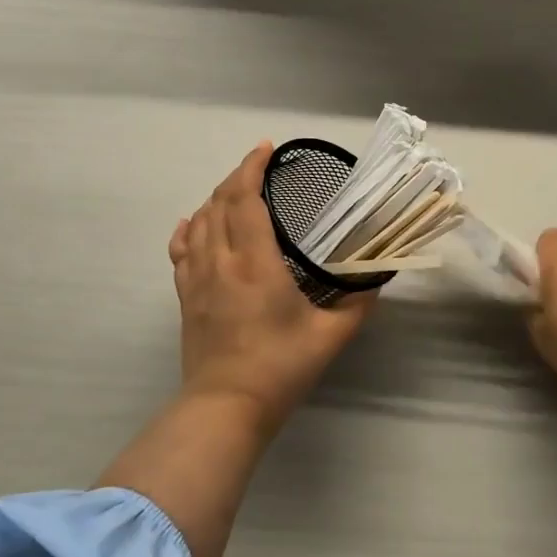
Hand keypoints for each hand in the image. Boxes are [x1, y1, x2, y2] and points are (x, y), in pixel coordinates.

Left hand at [169, 143, 376, 427]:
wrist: (226, 406)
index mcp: (256, 263)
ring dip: (216, 199)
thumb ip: (358, 303)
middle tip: (260, 168)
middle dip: (237, 177)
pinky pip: (181, 251)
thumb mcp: (331, 336)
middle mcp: (221, 261)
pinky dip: (188, 229)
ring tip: (237, 192)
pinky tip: (194, 223)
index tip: (266, 149)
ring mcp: (197, 279)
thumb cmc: (281, 368)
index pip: (245, 199)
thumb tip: (376, 279)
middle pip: (219, 203)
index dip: (252, 167)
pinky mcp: (185, 297)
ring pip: (198, 222)